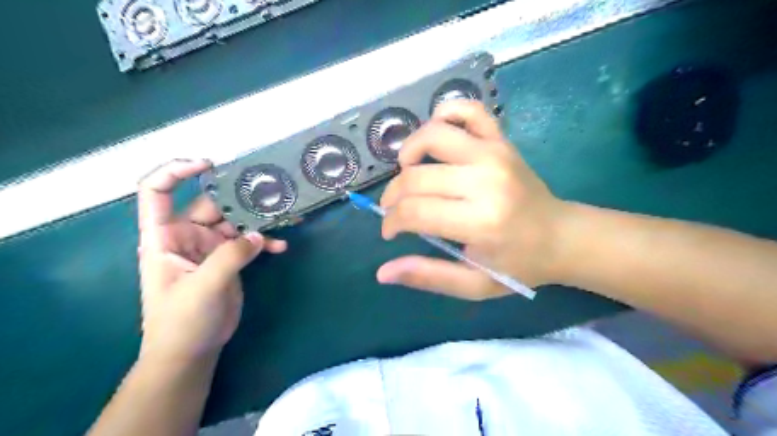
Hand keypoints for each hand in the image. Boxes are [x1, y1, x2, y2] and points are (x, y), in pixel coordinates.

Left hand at [137, 158, 287, 361]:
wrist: (192, 351)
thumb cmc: (182, 321)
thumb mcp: (203, 287)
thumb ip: (230, 257)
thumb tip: (256, 236)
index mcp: (164, 236)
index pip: (159, 192)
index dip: (177, 171)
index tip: (209, 164)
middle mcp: (187, 236)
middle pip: (212, 205)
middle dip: (240, 199)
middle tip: (271, 194)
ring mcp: (210, 247)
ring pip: (236, 222)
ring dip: (259, 220)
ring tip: (286, 217)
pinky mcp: (229, 259)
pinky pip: (249, 242)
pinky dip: (265, 241)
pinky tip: (281, 246)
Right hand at [378, 100, 568, 300]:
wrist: (561, 237)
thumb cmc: (517, 265)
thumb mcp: (473, 284)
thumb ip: (428, 276)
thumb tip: (383, 273)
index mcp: (479, 222)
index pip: (414, 212)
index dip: (392, 222)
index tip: (390, 231)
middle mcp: (485, 181)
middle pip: (416, 177)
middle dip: (393, 195)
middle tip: (394, 209)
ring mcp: (495, 153)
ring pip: (434, 134)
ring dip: (409, 151)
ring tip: (408, 171)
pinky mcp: (502, 140)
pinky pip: (469, 110)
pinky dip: (445, 114)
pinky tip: (436, 137)